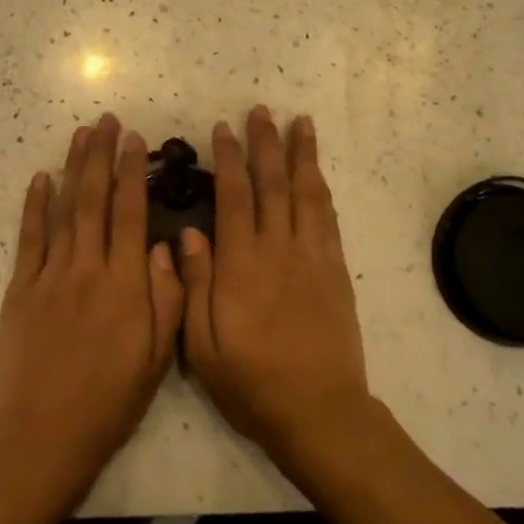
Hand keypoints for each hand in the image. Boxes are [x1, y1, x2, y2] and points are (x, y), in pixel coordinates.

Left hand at [0, 115, 184, 506]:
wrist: (45, 435)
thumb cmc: (110, 400)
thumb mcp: (157, 358)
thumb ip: (167, 297)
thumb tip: (168, 245)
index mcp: (125, 285)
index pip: (130, 214)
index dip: (133, 172)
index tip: (134, 139)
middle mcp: (88, 269)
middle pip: (95, 200)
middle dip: (102, 156)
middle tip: (106, 121)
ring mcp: (50, 276)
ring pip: (64, 209)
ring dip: (72, 168)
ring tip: (81, 134)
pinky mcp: (21, 289)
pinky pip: (29, 238)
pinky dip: (34, 205)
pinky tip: (40, 178)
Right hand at [179, 108, 369, 463]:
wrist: (320, 413)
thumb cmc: (252, 382)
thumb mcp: (203, 345)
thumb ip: (194, 285)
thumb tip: (188, 233)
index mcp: (242, 265)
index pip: (234, 198)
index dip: (228, 160)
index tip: (223, 129)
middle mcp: (279, 250)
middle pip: (272, 184)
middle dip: (265, 144)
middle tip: (261, 110)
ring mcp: (312, 258)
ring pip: (306, 193)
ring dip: (301, 155)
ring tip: (299, 123)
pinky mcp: (335, 271)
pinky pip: (328, 219)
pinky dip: (321, 189)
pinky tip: (317, 173)